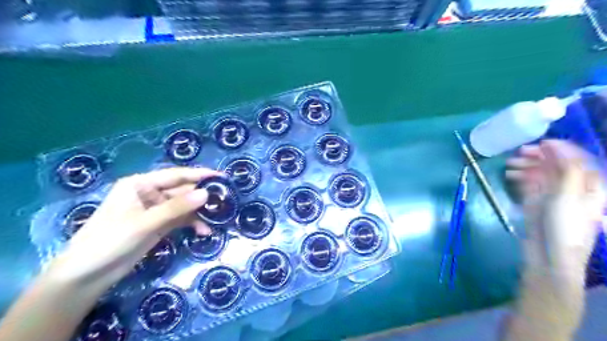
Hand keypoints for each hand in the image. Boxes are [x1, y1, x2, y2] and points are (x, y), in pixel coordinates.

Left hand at [50, 168, 219, 287]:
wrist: (86, 276)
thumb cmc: (109, 242)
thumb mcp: (144, 223)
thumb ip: (176, 208)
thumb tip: (206, 194)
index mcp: (140, 184)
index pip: (176, 175)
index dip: (199, 175)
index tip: (221, 176)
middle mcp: (149, 193)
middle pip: (182, 190)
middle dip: (202, 196)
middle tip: (224, 201)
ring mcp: (155, 210)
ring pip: (184, 206)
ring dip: (199, 212)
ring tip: (217, 218)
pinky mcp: (159, 225)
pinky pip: (181, 219)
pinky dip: (192, 224)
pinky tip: (204, 232)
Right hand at [503, 140, 606, 338]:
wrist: (549, 255)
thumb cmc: (565, 226)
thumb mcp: (570, 195)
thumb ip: (566, 169)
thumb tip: (555, 146)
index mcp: (589, 184)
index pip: (577, 158)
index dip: (559, 148)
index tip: (539, 143)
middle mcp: (571, 187)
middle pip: (555, 164)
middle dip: (537, 156)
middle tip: (517, 154)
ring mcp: (552, 195)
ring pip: (539, 173)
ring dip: (525, 166)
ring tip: (508, 166)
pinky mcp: (536, 202)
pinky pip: (529, 184)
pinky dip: (519, 178)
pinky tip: (510, 177)